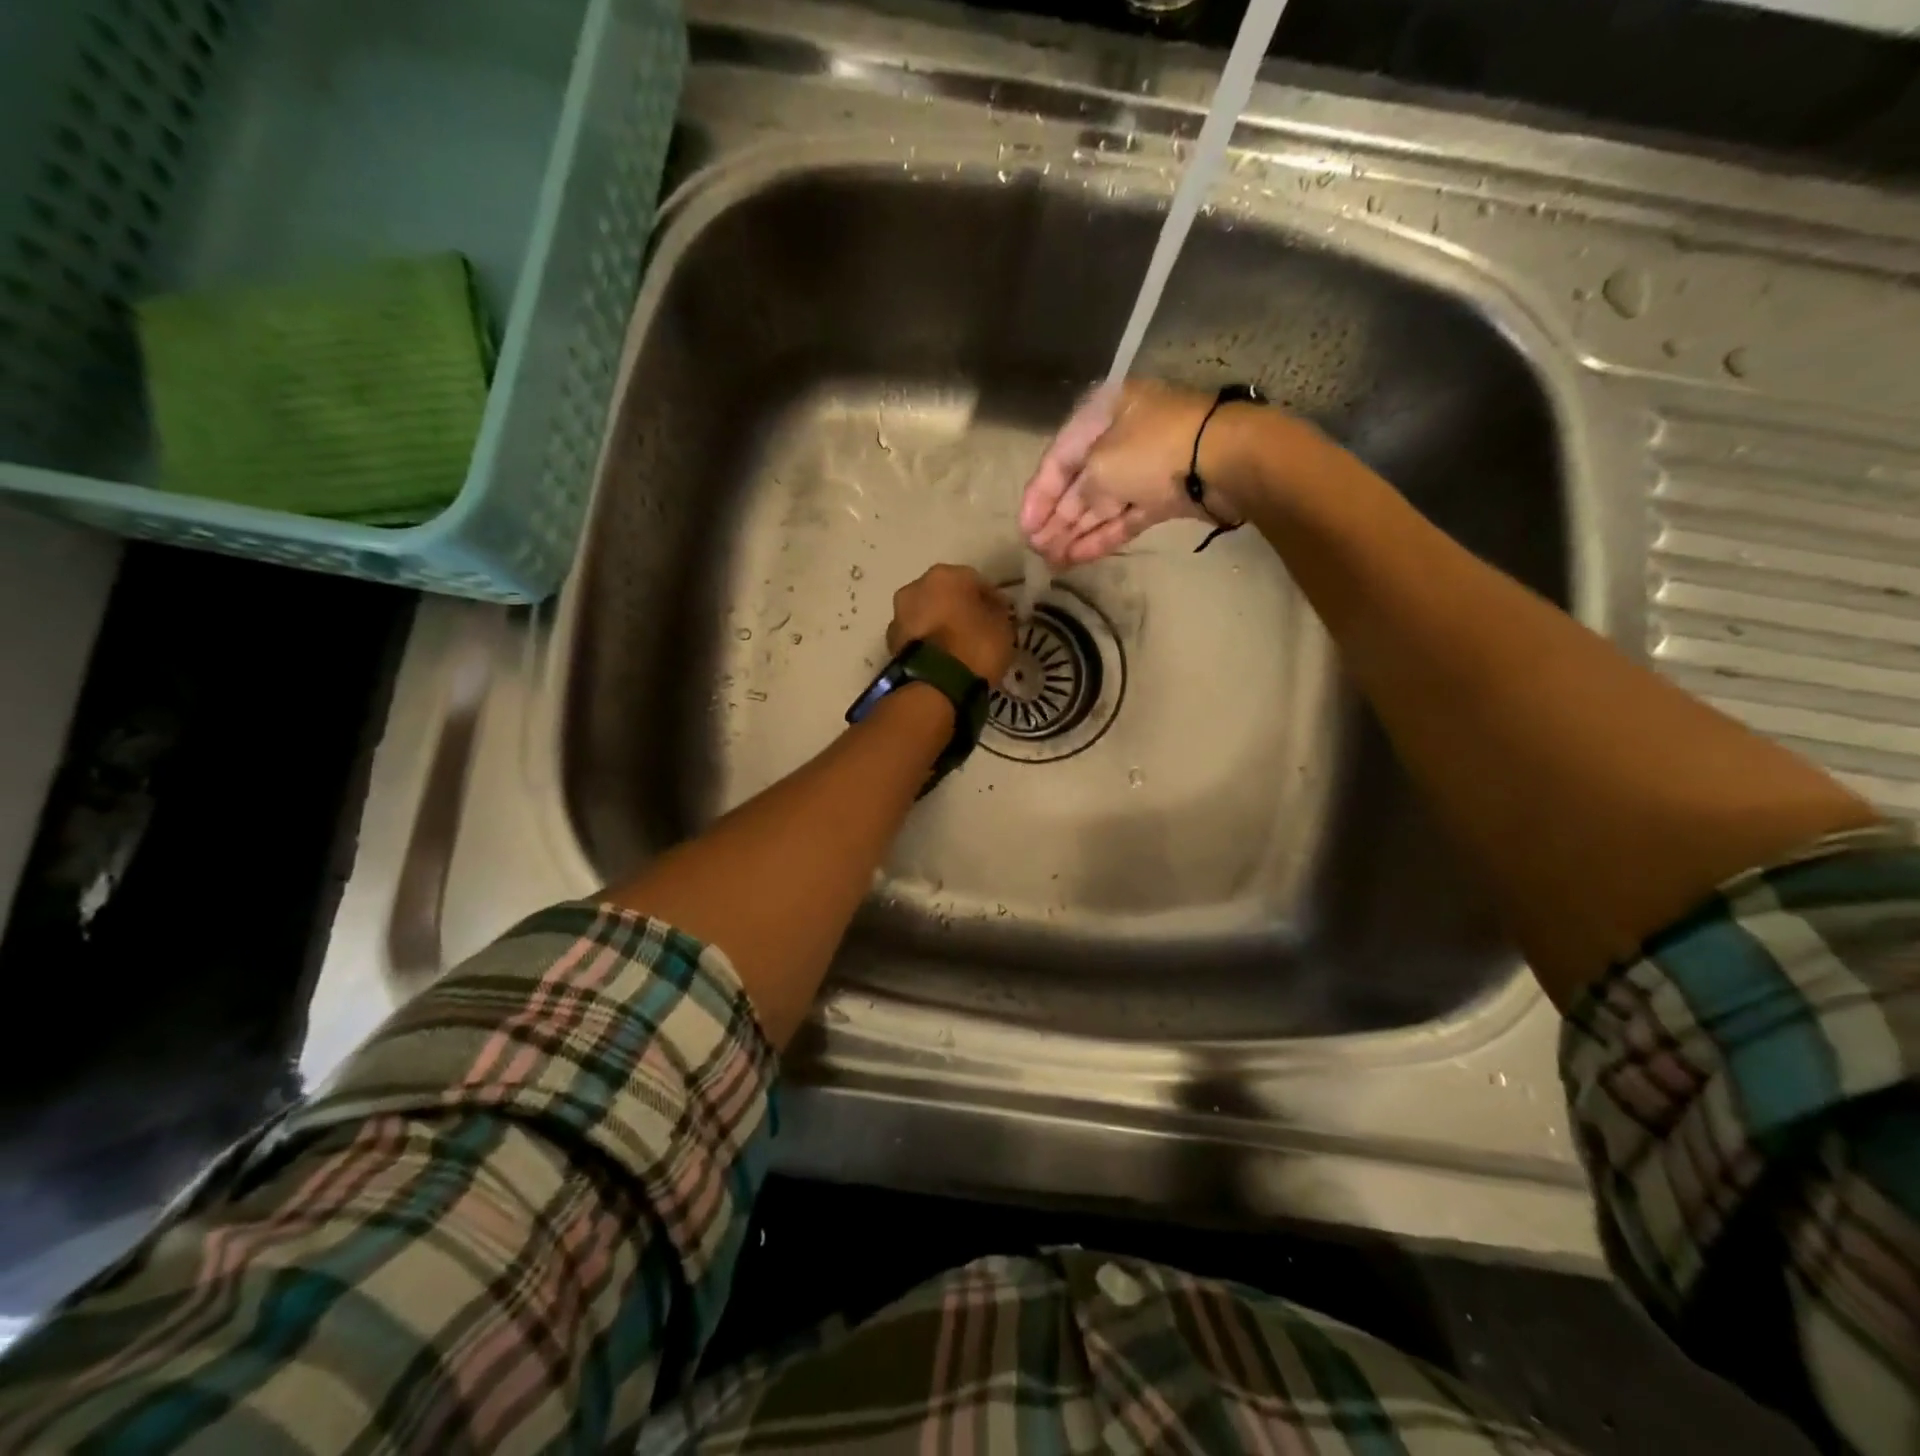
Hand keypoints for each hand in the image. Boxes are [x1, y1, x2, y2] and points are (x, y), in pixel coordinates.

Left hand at [888, 564, 1014, 682]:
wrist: (934, 684)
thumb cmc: (974, 647)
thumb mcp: (1002, 628)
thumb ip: (997, 612)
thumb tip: (992, 609)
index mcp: (945, 575)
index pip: (975, 581)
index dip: (990, 598)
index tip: (1001, 615)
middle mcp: (916, 587)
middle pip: (944, 595)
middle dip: (959, 608)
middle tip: (976, 629)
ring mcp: (898, 615)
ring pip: (926, 615)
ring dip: (939, 625)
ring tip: (957, 647)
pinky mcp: (890, 643)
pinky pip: (916, 637)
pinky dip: (927, 643)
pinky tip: (942, 658)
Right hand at [1019, 380, 1220, 568]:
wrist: (1223, 461)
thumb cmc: (1152, 450)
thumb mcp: (1099, 468)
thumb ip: (1075, 495)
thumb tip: (1065, 516)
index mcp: (1101, 414)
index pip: (1058, 458)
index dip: (1037, 495)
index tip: (1024, 528)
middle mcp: (1120, 437)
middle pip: (1078, 484)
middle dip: (1055, 519)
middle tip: (1035, 550)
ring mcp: (1144, 468)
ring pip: (1100, 505)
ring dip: (1074, 533)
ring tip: (1051, 562)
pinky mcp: (1163, 496)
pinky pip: (1123, 517)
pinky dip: (1101, 536)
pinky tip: (1076, 558)